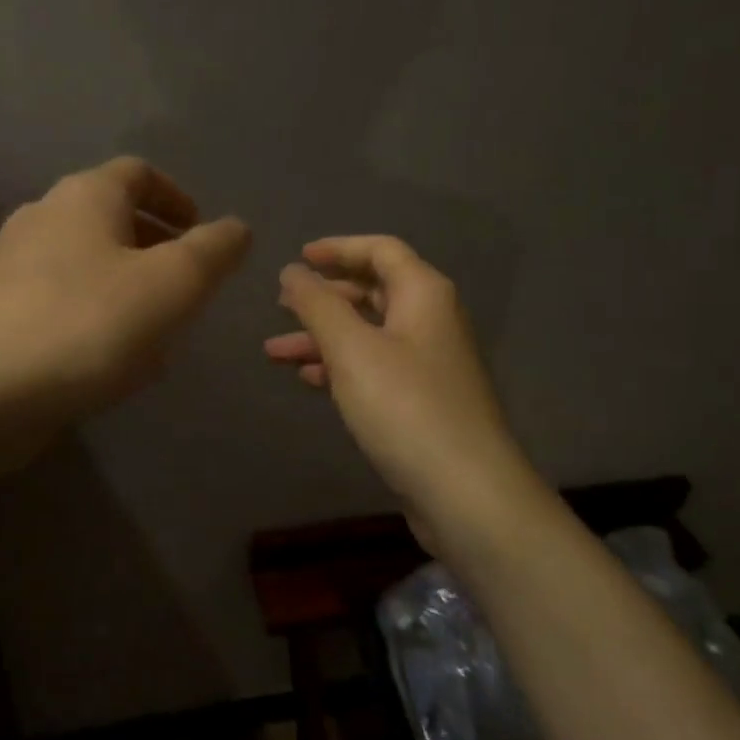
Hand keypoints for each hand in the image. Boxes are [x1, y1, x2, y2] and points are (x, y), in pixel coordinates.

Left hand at [0, 157, 250, 427]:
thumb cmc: (87, 326)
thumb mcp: (172, 285)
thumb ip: (213, 251)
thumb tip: (236, 228)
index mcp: (84, 196)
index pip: (138, 173)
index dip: (176, 197)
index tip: (200, 232)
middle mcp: (43, 218)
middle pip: (111, 218)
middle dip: (156, 246)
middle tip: (187, 286)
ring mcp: (12, 266)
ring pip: (87, 264)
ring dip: (127, 286)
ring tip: (158, 330)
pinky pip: (62, 301)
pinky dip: (95, 315)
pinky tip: (111, 360)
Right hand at [266, 236, 529, 558]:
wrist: (464, 491)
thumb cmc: (405, 407)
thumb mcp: (352, 349)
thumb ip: (318, 304)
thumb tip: (292, 271)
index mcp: (423, 295)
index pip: (380, 250)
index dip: (338, 248)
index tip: (298, 258)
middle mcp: (431, 321)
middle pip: (373, 292)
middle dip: (324, 297)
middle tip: (280, 304)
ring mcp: (428, 364)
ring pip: (368, 335)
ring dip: (322, 338)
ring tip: (274, 352)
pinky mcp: (421, 401)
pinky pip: (374, 369)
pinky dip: (340, 368)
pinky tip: (309, 380)